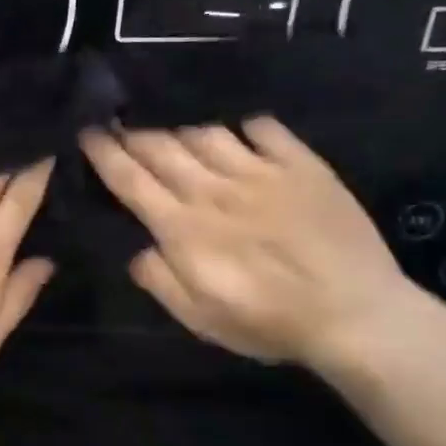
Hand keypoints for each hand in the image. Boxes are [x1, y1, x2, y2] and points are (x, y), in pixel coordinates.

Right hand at [81, 119, 418, 371]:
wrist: (358, 316)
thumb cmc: (269, 322)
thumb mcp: (199, 318)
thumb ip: (160, 281)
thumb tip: (139, 250)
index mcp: (183, 227)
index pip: (131, 179)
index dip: (105, 153)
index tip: (88, 133)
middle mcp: (214, 190)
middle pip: (161, 148)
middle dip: (133, 133)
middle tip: (117, 124)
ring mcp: (260, 173)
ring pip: (206, 133)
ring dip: (180, 130)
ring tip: (172, 131)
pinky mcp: (302, 167)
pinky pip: (264, 129)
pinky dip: (244, 126)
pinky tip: (239, 132)